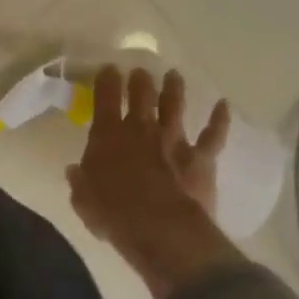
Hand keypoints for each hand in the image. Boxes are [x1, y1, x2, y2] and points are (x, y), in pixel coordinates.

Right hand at [68, 67, 240, 298]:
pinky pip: (213, 134)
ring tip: (174, 75)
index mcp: (108, 134)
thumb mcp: (83, 200)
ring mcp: (173, 140)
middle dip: (140, 80)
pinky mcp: (201, 157)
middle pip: (141, 94)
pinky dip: (220, 119)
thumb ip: (80, 181)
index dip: (107, 80)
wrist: (162, 229)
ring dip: (174, 88)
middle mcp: (141, 129)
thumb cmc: (115, 214)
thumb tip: (75, 171)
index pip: (105, 97)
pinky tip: (224, 105)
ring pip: (174, 105)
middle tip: (140, 71)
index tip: (109, 69)